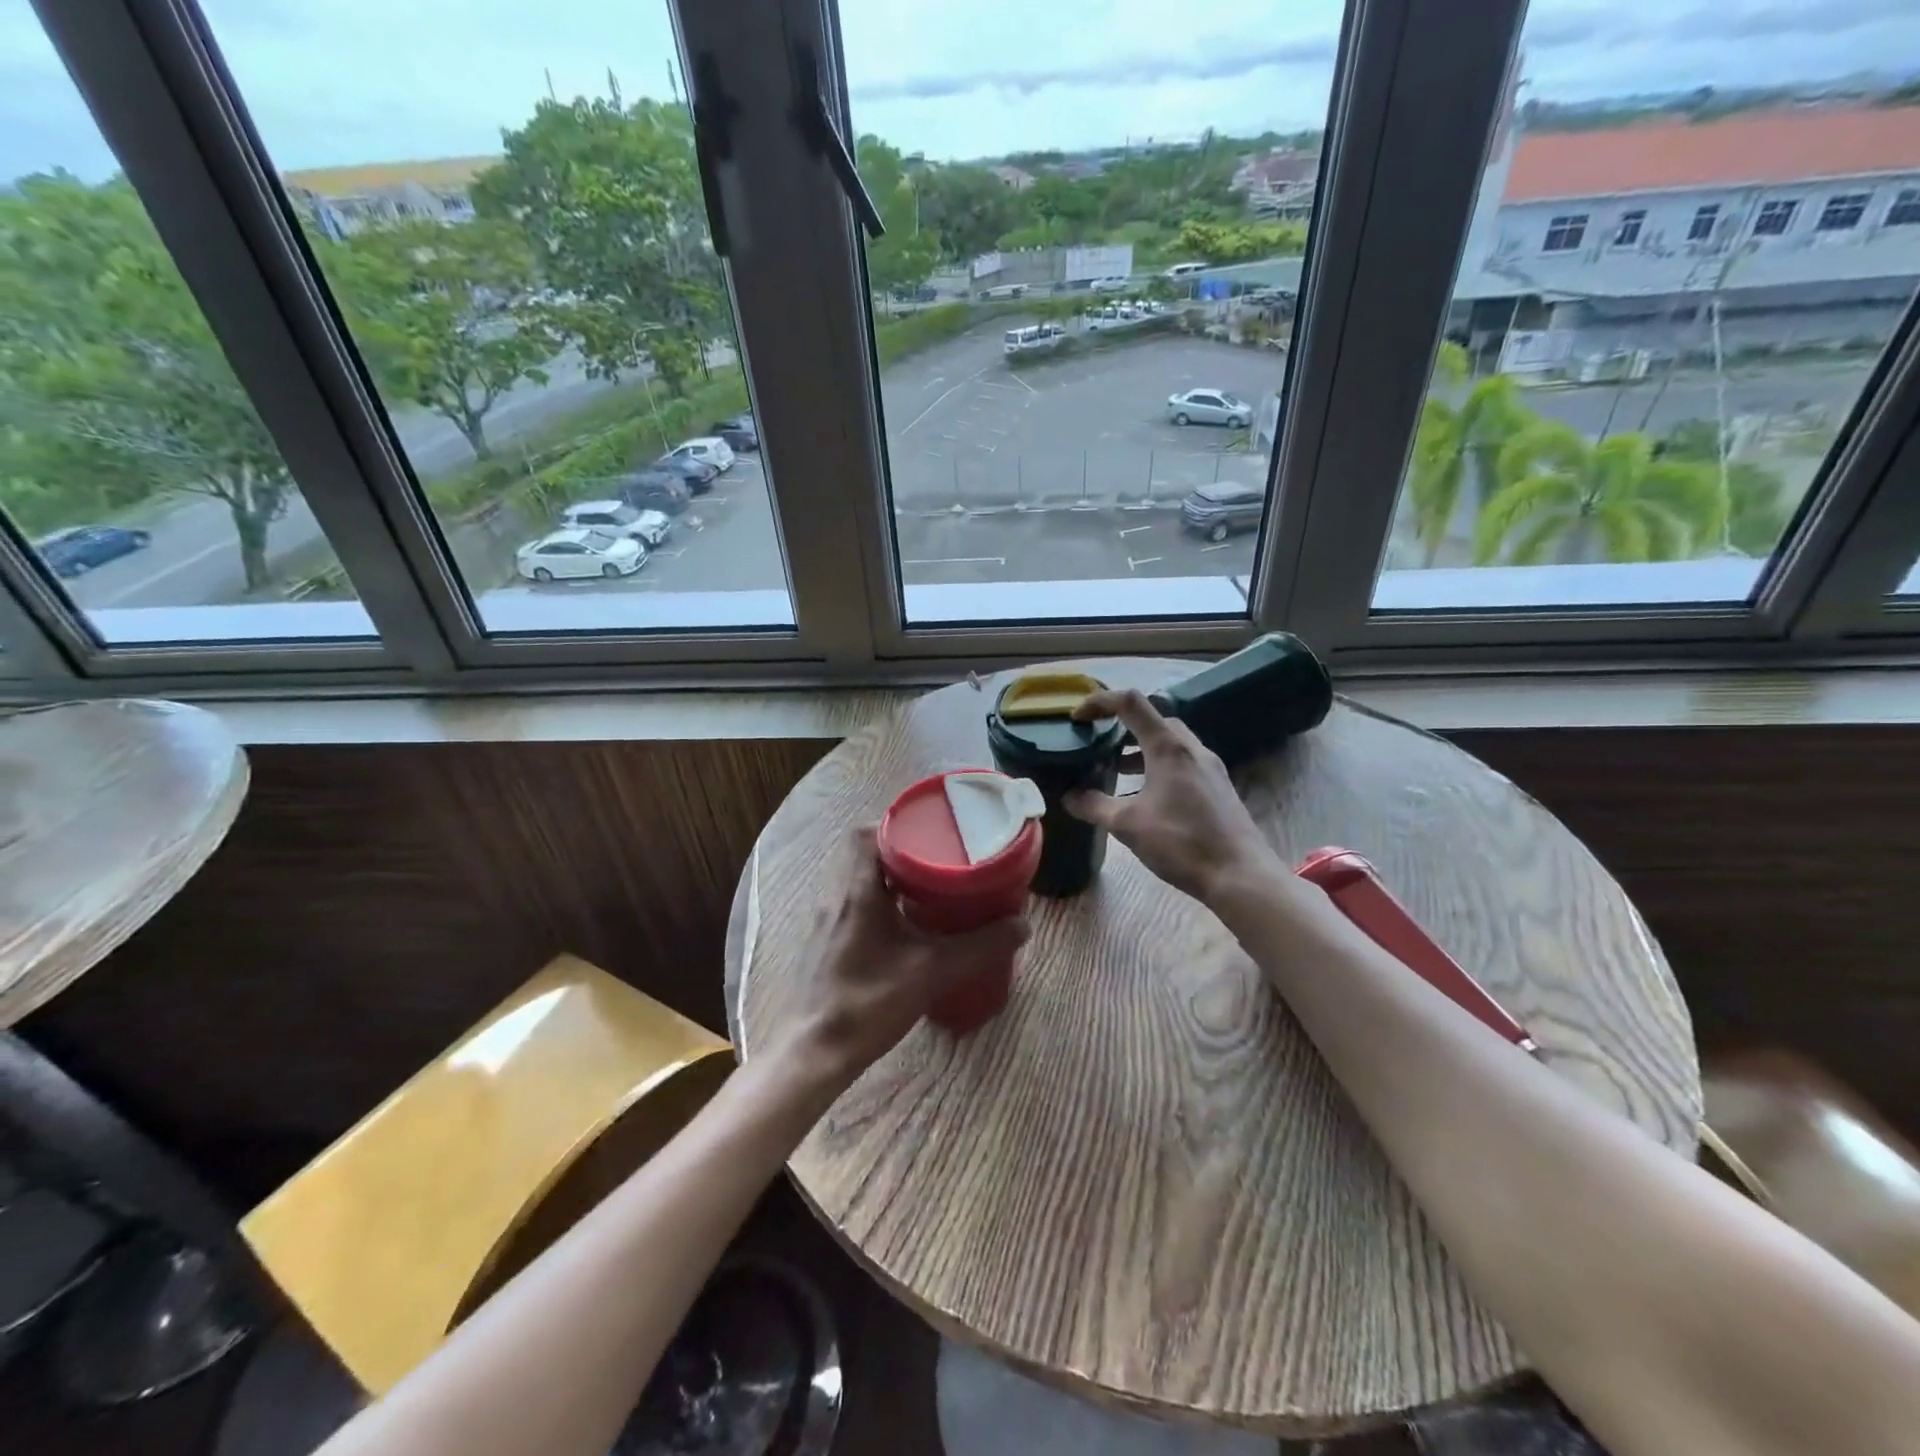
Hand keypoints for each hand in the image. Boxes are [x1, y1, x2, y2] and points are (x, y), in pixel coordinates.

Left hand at [773, 826, 1028, 1088]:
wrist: (814, 1052)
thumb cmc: (868, 1002)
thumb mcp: (931, 972)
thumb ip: (979, 947)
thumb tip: (1022, 925)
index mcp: (856, 890)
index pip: (866, 833)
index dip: (897, 824)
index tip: (931, 831)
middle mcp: (835, 896)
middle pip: (862, 852)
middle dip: (899, 850)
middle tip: (937, 857)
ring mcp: (826, 920)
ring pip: (856, 878)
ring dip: (887, 875)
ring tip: (926, 886)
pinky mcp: (824, 942)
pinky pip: (851, 902)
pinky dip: (877, 899)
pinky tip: (903, 923)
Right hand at [1063, 688, 1284, 905]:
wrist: (1239, 874)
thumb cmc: (1181, 842)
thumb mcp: (1127, 825)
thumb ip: (1094, 806)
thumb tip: (1068, 797)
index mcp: (1169, 747)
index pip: (1130, 703)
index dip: (1100, 702)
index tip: (1077, 718)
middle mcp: (1192, 748)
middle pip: (1154, 720)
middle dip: (1122, 726)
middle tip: (1099, 744)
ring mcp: (1210, 767)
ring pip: (1171, 743)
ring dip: (1141, 748)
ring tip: (1117, 769)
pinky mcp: (1218, 787)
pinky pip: (1183, 762)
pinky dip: (1159, 766)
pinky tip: (1147, 796)